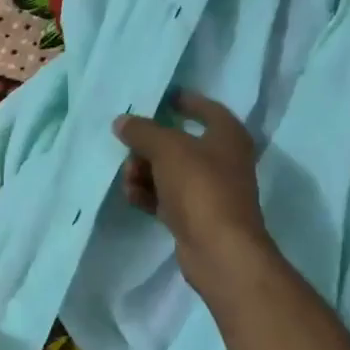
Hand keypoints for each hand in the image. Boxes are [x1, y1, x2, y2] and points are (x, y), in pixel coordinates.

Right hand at [113, 90, 274, 301]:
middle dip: (149, 144)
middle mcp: (223, 161)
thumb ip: (142, 131)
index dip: (185, 101)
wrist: (219, 251)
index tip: (160, 98)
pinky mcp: (195, 217)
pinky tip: (131, 196)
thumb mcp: (167, 149)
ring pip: (169, 171)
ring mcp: (209, 191)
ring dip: (144, 171)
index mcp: (228, 136)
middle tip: (128, 147)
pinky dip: (148, 194)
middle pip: (179, 142)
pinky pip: (165, 197)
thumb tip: (122, 122)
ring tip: (129, 178)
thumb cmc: (200, 187)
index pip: (207, 109)